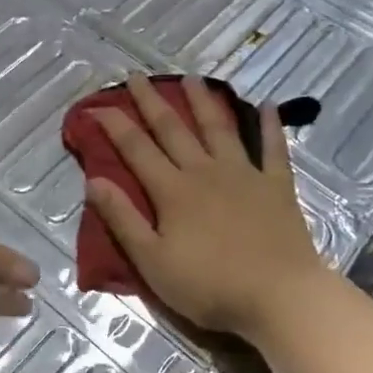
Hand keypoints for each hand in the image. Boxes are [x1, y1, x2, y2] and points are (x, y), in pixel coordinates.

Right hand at [84, 74, 372, 372]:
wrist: (279, 296)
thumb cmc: (210, 286)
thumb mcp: (152, 261)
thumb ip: (122, 219)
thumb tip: (93, 180)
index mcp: (172, 190)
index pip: (136, 149)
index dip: (114, 125)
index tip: (96, 105)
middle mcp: (205, 171)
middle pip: (173, 128)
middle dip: (152, 101)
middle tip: (138, 75)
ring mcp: (244, 174)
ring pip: (218, 128)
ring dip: (203, 101)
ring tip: (192, 77)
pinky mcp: (276, 186)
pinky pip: (273, 148)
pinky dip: (270, 125)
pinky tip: (267, 104)